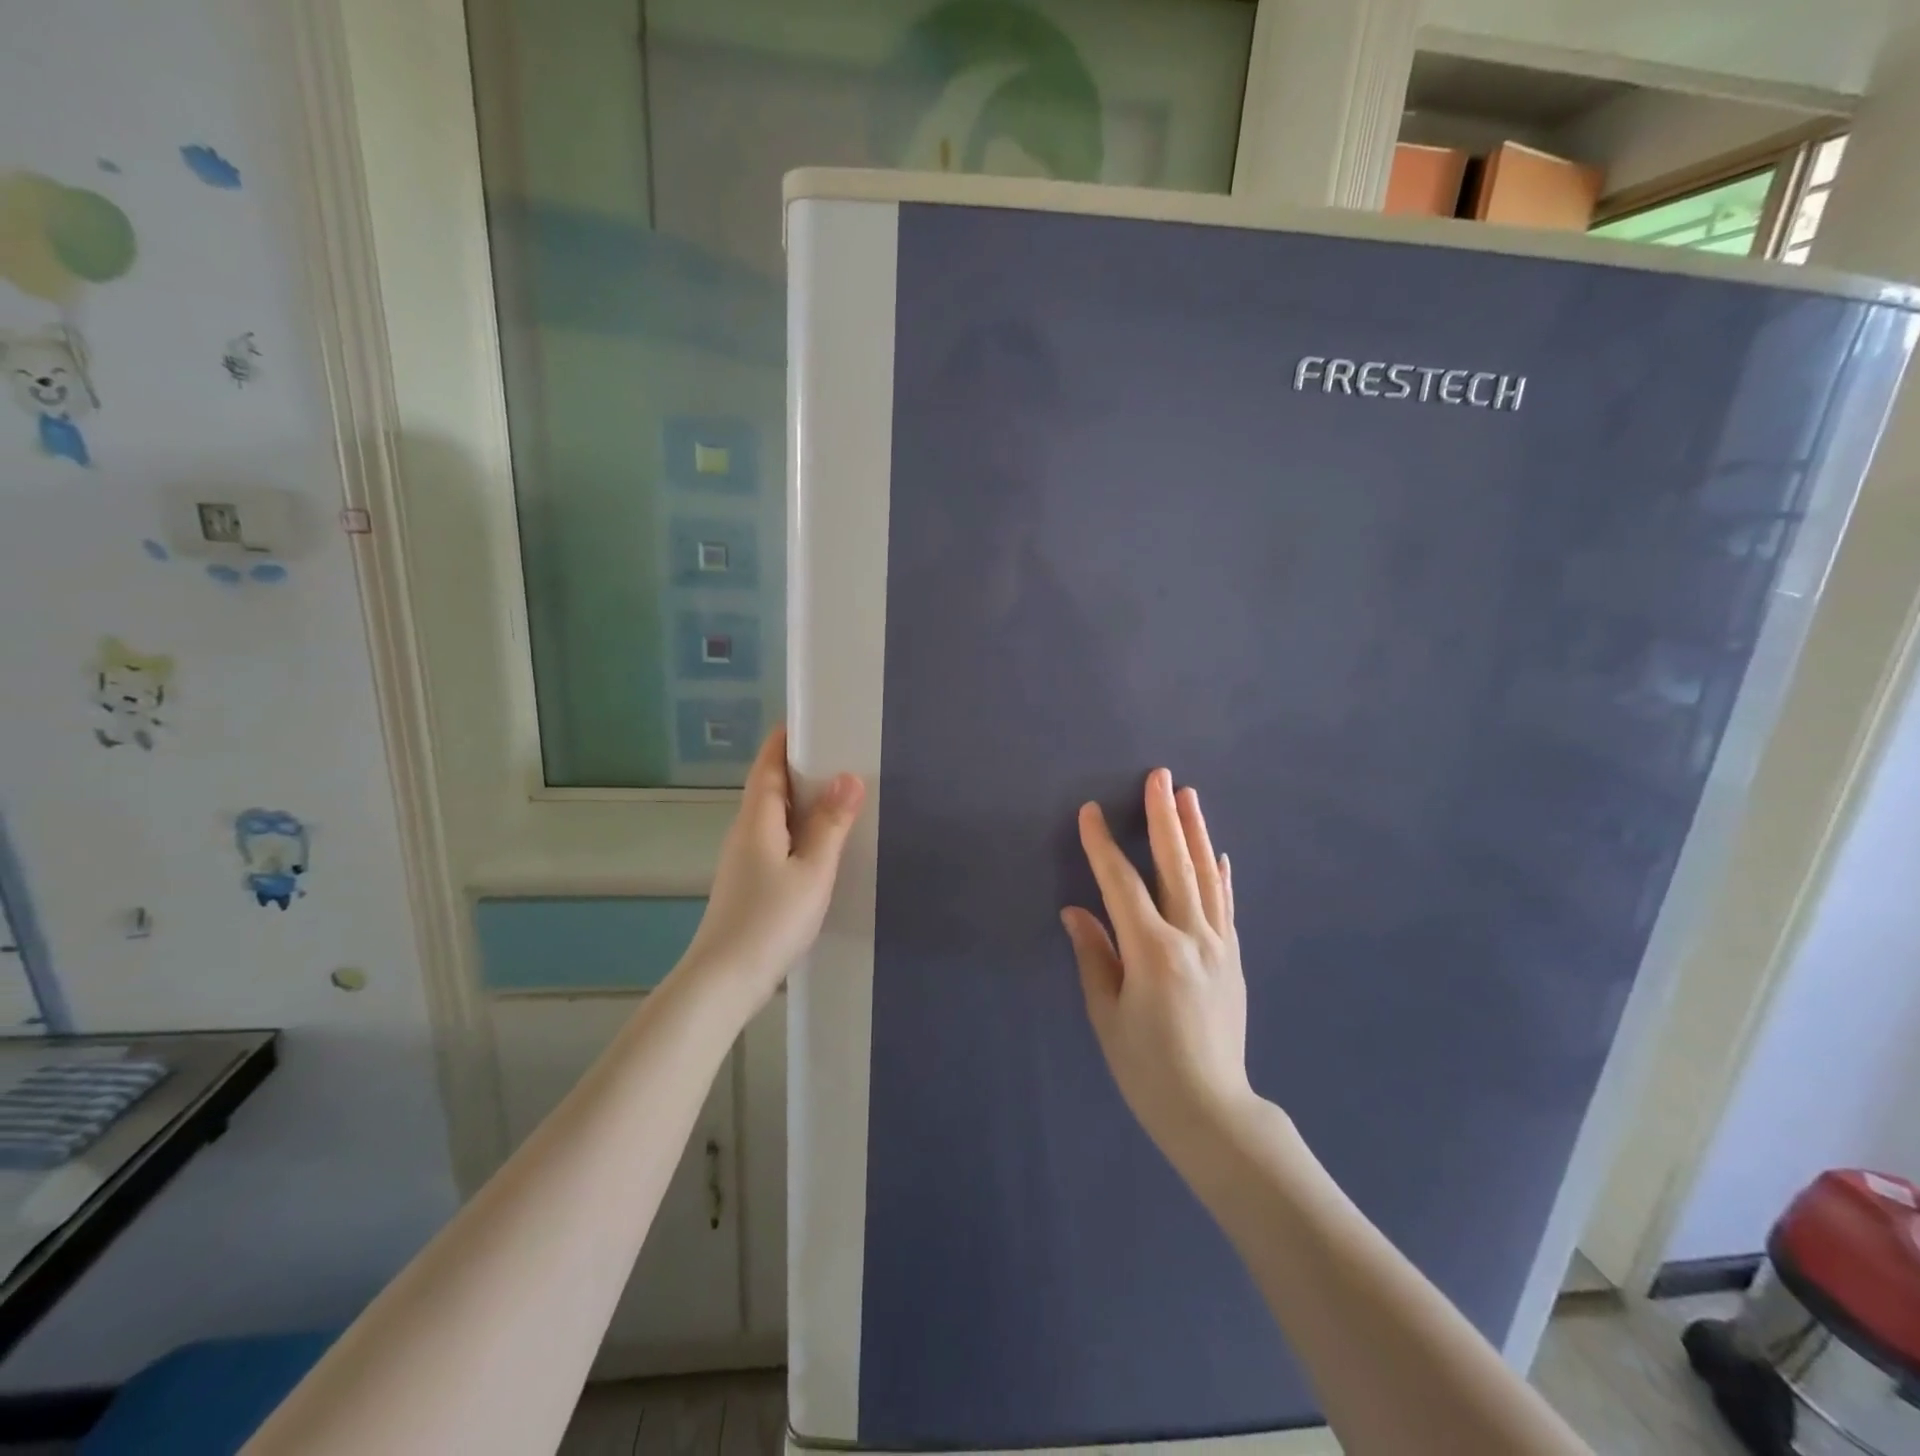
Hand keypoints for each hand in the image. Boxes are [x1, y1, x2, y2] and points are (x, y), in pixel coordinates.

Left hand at [682, 728, 864, 1007]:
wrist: (724, 981)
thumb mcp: (812, 871)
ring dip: (802, 800)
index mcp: (757, 820)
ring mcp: (744, 859)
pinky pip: (777, 840)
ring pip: (774, 816)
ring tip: (840, 793)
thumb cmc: (770, 920)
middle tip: (843, 753)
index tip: (814, 718)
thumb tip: (849, 776)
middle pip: (770, 787)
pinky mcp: (749, 883)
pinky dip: (799, 829)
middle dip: (801, 766)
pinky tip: (822, 843)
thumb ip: (830, 824)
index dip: (786, 739)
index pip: (768, 765)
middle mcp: (745, 832)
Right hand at [1062, 769, 1255, 1165]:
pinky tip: (1219, 854)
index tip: (1089, 812)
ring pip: (1206, 877)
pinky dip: (1221, 876)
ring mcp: (1219, 947)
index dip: (1103, 847)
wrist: (1212, 1111)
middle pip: (1176, 866)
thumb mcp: (1107, 1015)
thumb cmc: (1147, 1068)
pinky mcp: (1233, 959)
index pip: (1122, 885)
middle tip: (1159, 777)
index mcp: (1153, 952)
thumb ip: (1094, 956)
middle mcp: (1192, 938)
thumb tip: (1076, 910)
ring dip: (1195, 833)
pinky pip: (1226, 907)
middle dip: (1164, 817)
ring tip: (1188, 795)